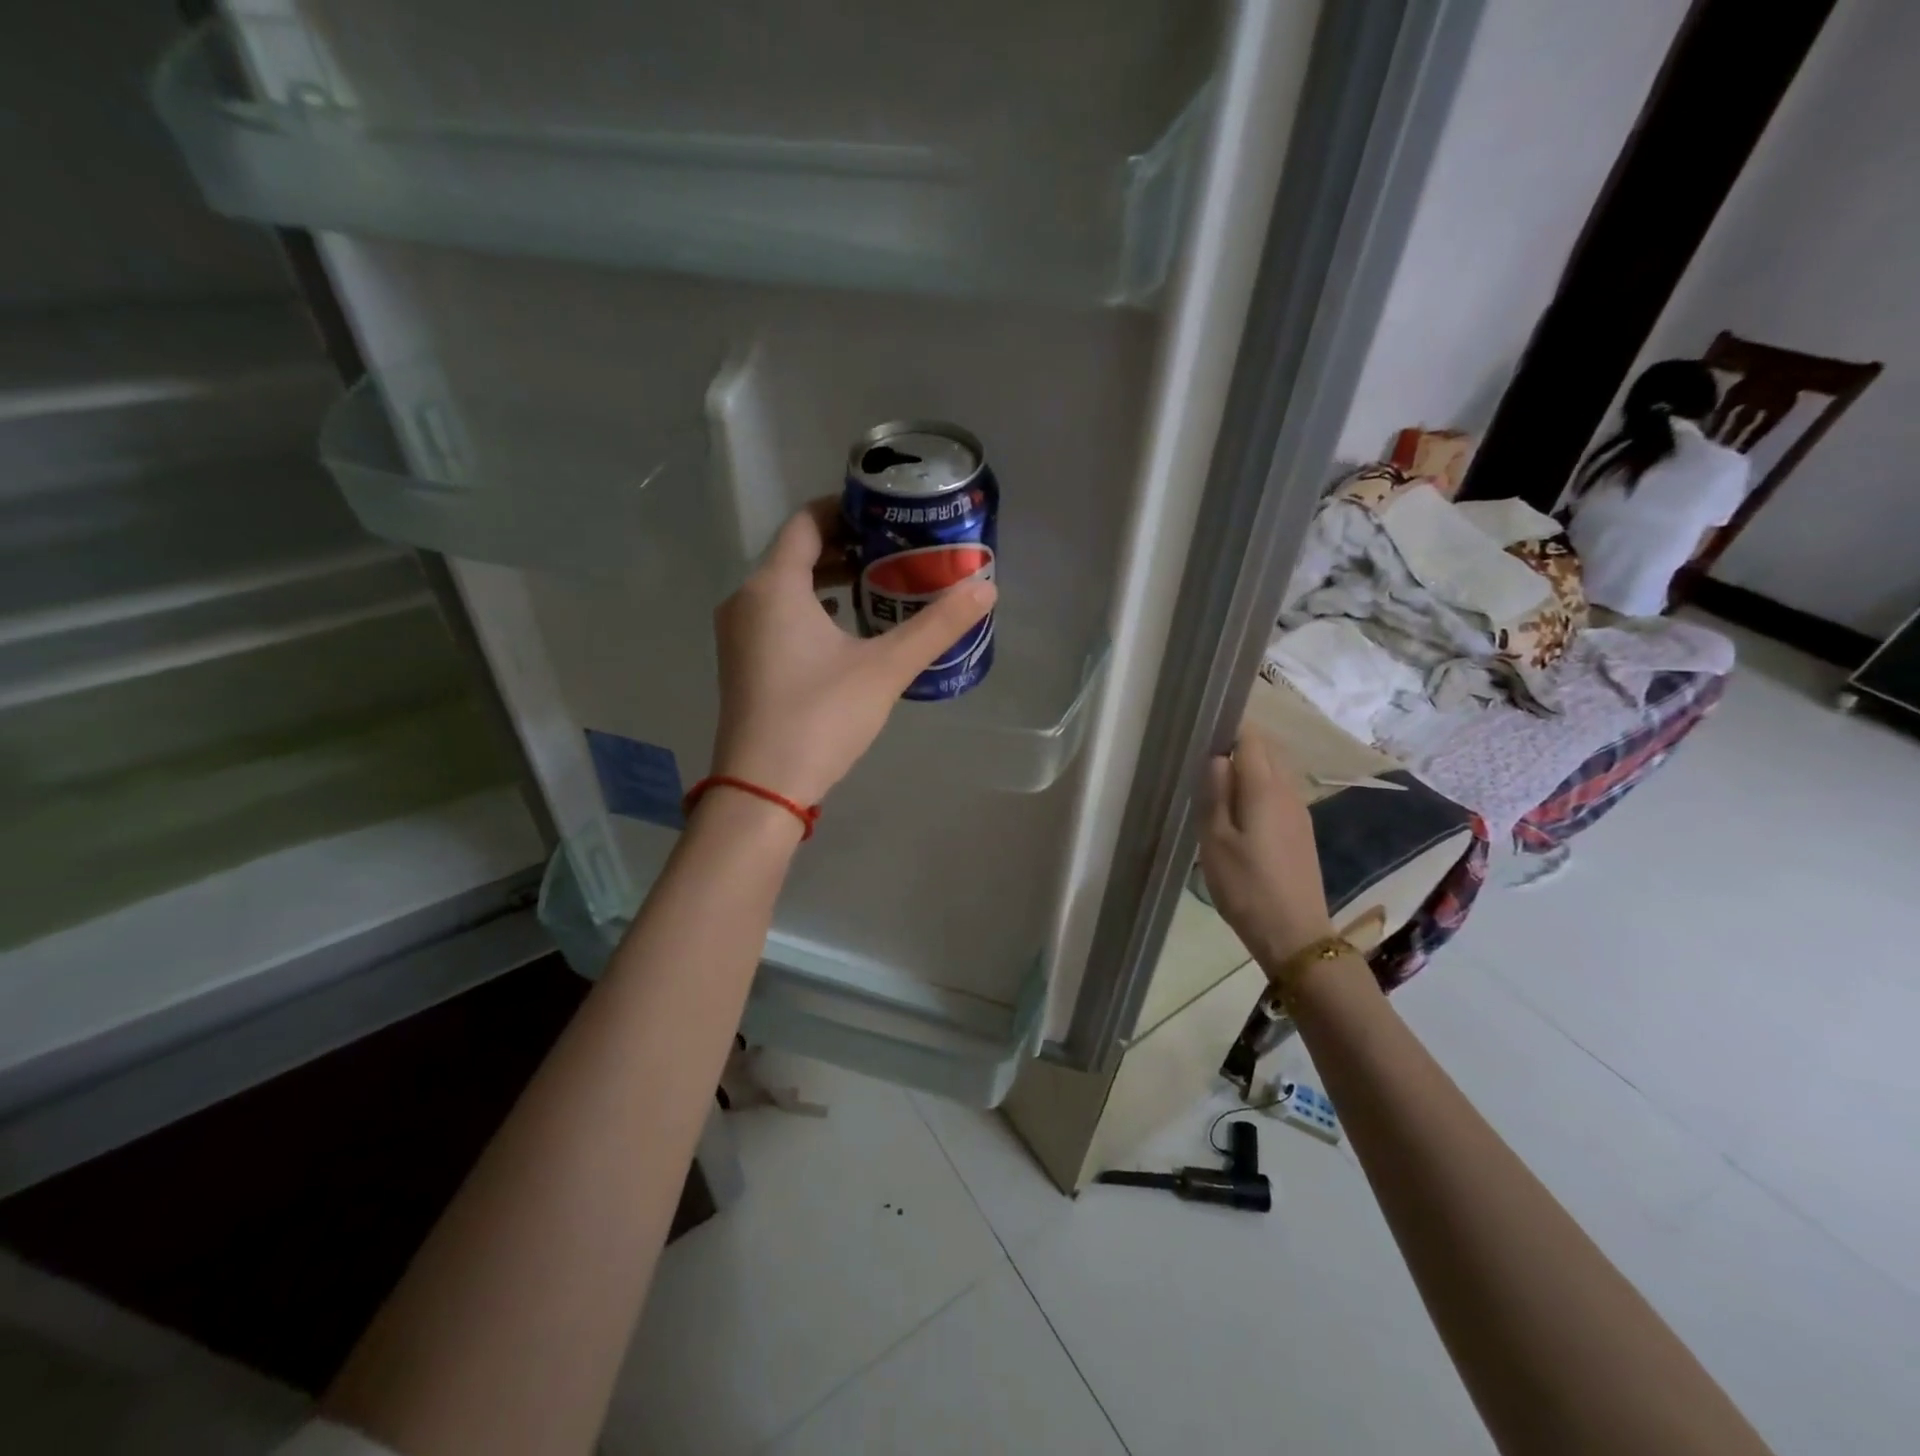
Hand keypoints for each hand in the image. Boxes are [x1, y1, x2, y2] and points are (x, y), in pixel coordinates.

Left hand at [709, 499, 996, 806]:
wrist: (763, 788)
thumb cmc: (821, 716)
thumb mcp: (886, 668)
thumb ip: (937, 625)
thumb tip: (987, 587)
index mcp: (773, 585)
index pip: (807, 520)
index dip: (846, 509)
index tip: (886, 513)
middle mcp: (746, 599)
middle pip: (795, 552)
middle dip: (844, 545)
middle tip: (894, 548)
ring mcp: (738, 633)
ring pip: (785, 586)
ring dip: (827, 579)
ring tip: (877, 584)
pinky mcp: (742, 663)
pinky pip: (776, 615)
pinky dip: (810, 609)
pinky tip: (847, 629)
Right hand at [1198, 728, 1334, 974]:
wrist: (1294, 934)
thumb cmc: (1246, 887)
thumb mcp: (1216, 841)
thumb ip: (1215, 794)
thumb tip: (1217, 757)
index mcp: (1265, 788)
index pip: (1251, 738)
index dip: (1228, 728)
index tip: (1201, 734)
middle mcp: (1288, 791)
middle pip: (1266, 751)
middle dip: (1237, 747)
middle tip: (1202, 763)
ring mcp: (1299, 812)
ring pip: (1274, 772)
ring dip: (1248, 770)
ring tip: (1216, 788)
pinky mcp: (1301, 831)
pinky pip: (1278, 793)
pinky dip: (1258, 790)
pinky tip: (1238, 813)